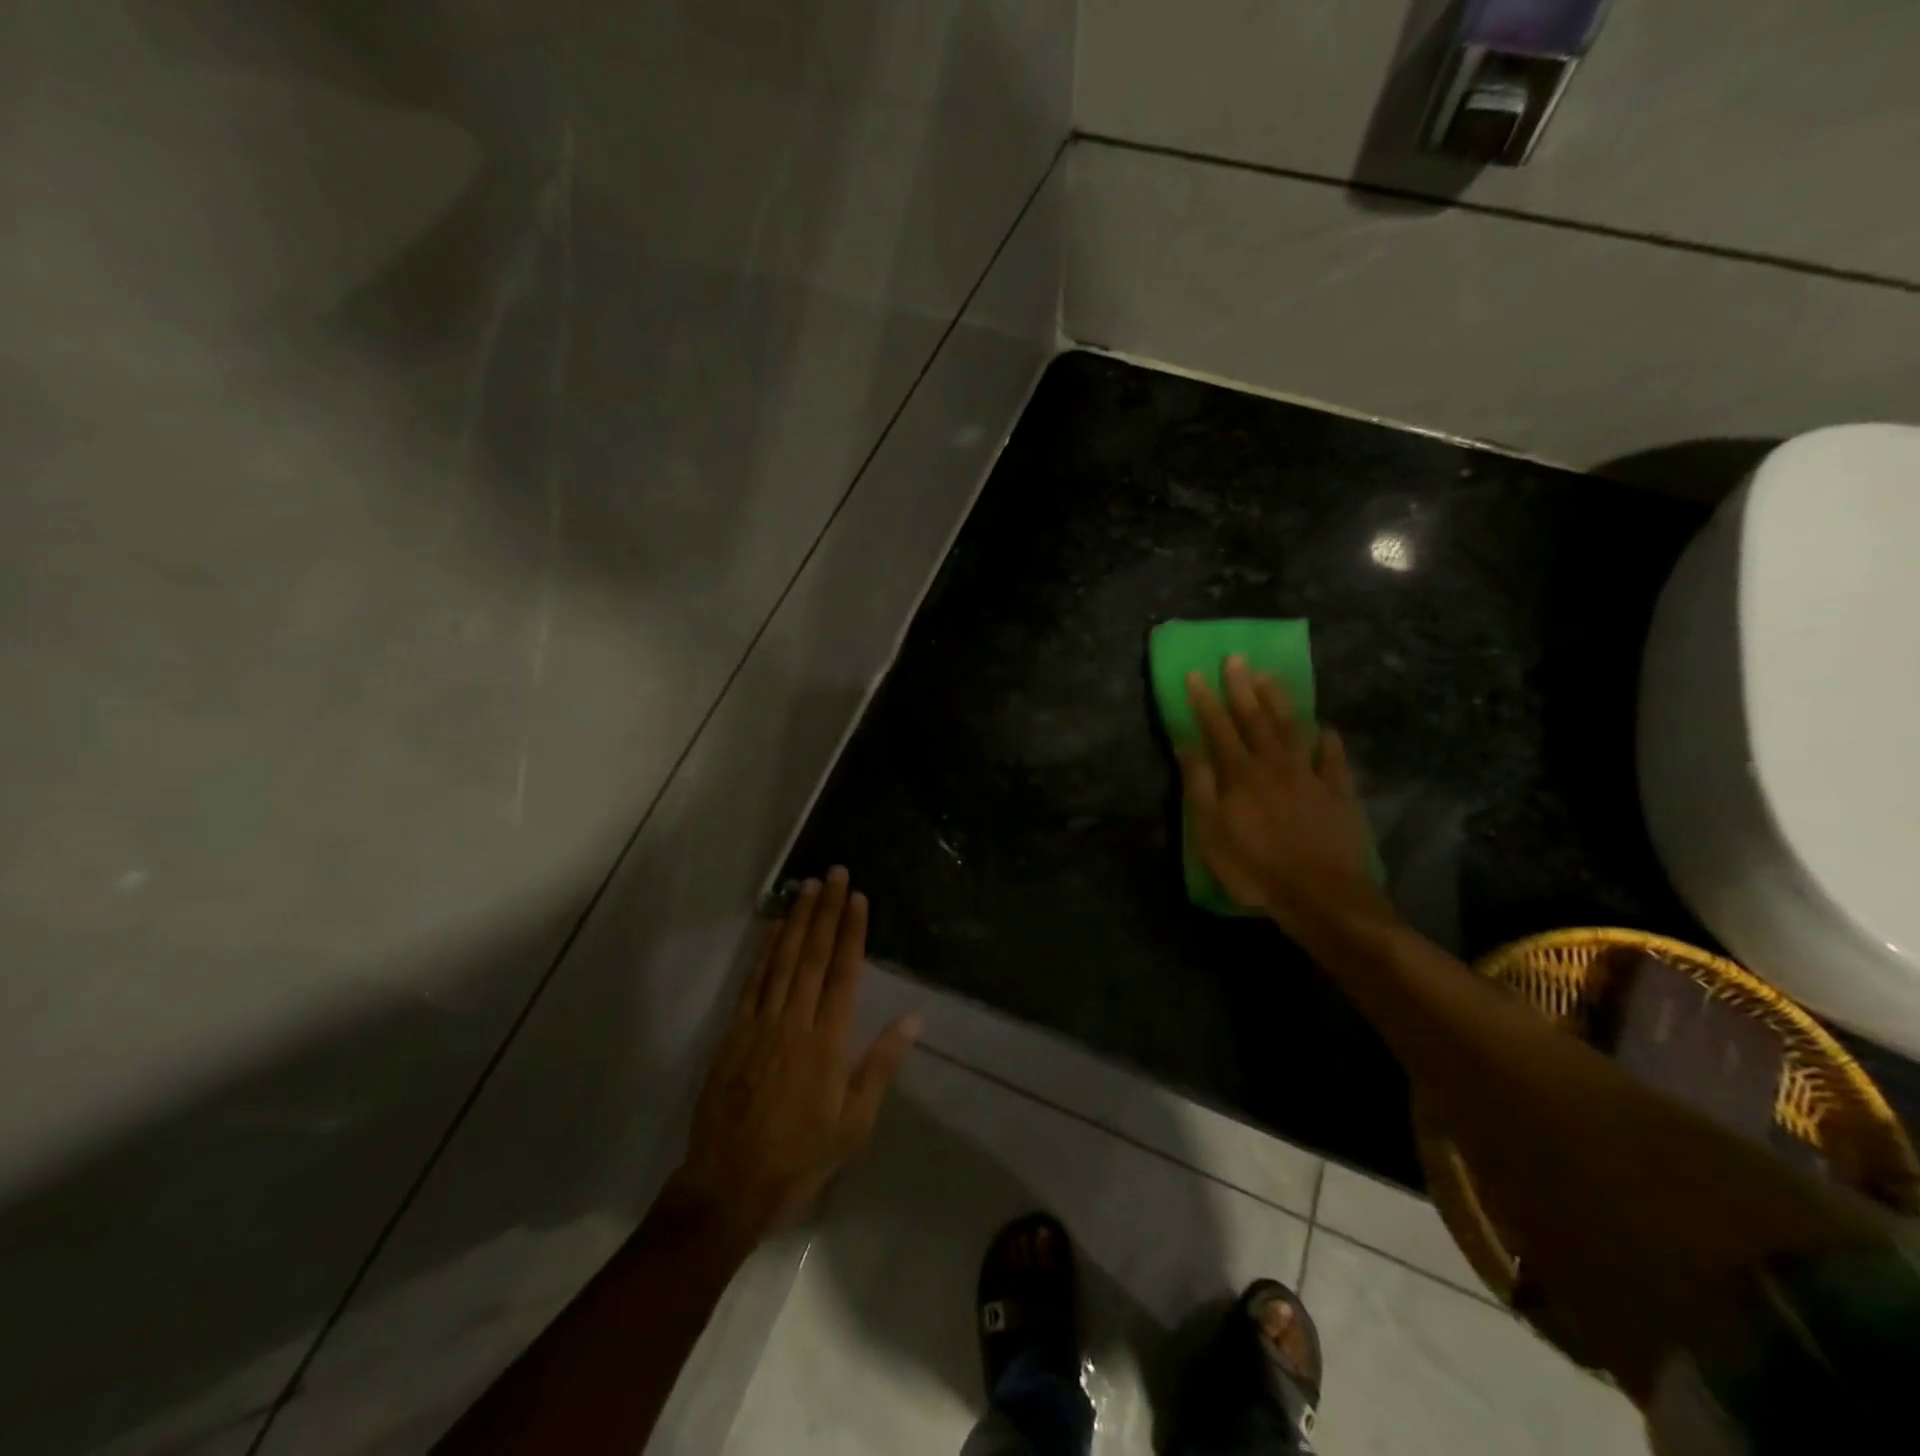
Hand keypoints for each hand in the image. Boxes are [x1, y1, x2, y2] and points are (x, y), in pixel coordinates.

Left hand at [663, 868, 921, 1249]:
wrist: (730, 1185)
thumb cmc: (802, 1157)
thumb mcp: (855, 1122)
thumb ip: (881, 1065)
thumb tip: (912, 1018)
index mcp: (828, 1042)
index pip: (844, 974)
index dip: (852, 933)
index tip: (857, 898)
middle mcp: (795, 1022)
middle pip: (813, 956)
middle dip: (826, 912)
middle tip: (834, 873)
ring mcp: (760, 1025)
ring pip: (782, 961)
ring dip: (797, 920)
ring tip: (808, 887)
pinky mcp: (733, 1034)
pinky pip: (752, 982)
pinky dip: (764, 951)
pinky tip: (773, 929)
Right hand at [1180, 656, 1392, 936]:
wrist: (1320, 894)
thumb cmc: (1255, 867)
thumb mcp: (1210, 832)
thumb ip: (1200, 786)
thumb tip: (1187, 745)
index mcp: (1240, 775)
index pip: (1218, 729)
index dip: (1206, 701)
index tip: (1197, 674)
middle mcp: (1274, 765)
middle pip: (1256, 720)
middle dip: (1242, 688)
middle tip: (1235, 659)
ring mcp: (1310, 777)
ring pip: (1292, 731)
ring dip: (1280, 703)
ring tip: (1270, 678)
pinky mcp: (1338, 794)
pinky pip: (1334, 760)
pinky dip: (1329, 742)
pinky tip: (1327, 728)